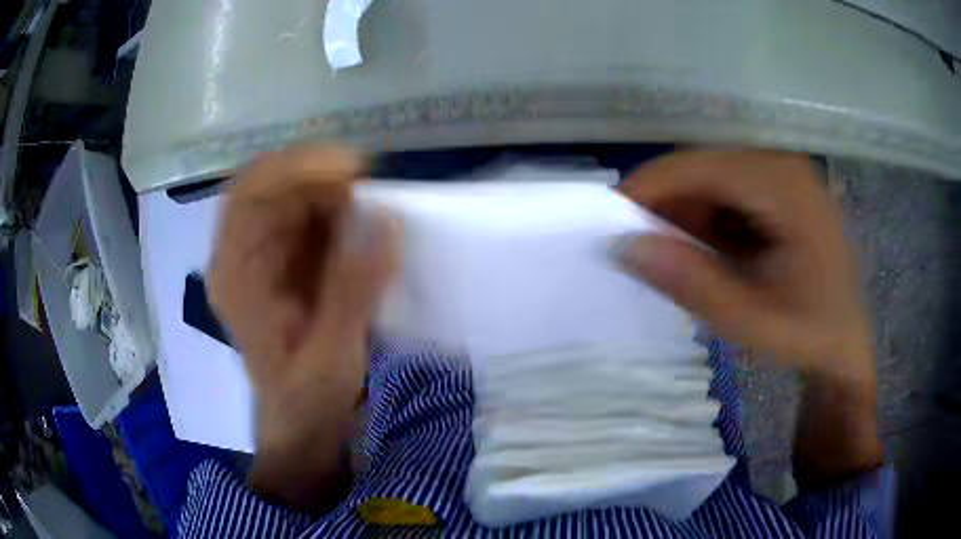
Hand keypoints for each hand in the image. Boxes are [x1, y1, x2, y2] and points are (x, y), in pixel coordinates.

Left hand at [207, 145, 396, 509]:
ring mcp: (263, 256)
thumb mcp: (330, 355)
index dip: (292, 169)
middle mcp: (241, 257)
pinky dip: (337, 210)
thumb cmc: (306, 399)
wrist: (302, 422)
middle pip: (269, 188)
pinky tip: (362, 223)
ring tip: (371, 206)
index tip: (347, 168)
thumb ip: (353, 291)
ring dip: (330, 192)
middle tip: (369, 185)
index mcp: (235, 277)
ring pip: (290, 197)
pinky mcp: (286, 260)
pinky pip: (308, 216)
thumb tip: (387, 222)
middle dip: (318, 177)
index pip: (248, 196)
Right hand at [617, 150, 880, 486]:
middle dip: (667, 207)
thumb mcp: (750, 320)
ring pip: (713, 180)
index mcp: (784, 187)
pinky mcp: (782, 190)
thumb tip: (623, 246)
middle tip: (643, 252)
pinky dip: (709, 220)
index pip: (699, 168)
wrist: (846, 343)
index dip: (648, 189)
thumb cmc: (809, 335)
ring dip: (688, 216)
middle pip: (704, 169)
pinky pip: (730, 192)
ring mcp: (784, 175)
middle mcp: (783, 166)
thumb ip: (691, 283)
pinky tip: (713, 255)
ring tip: (681, 262)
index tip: (607, 223)